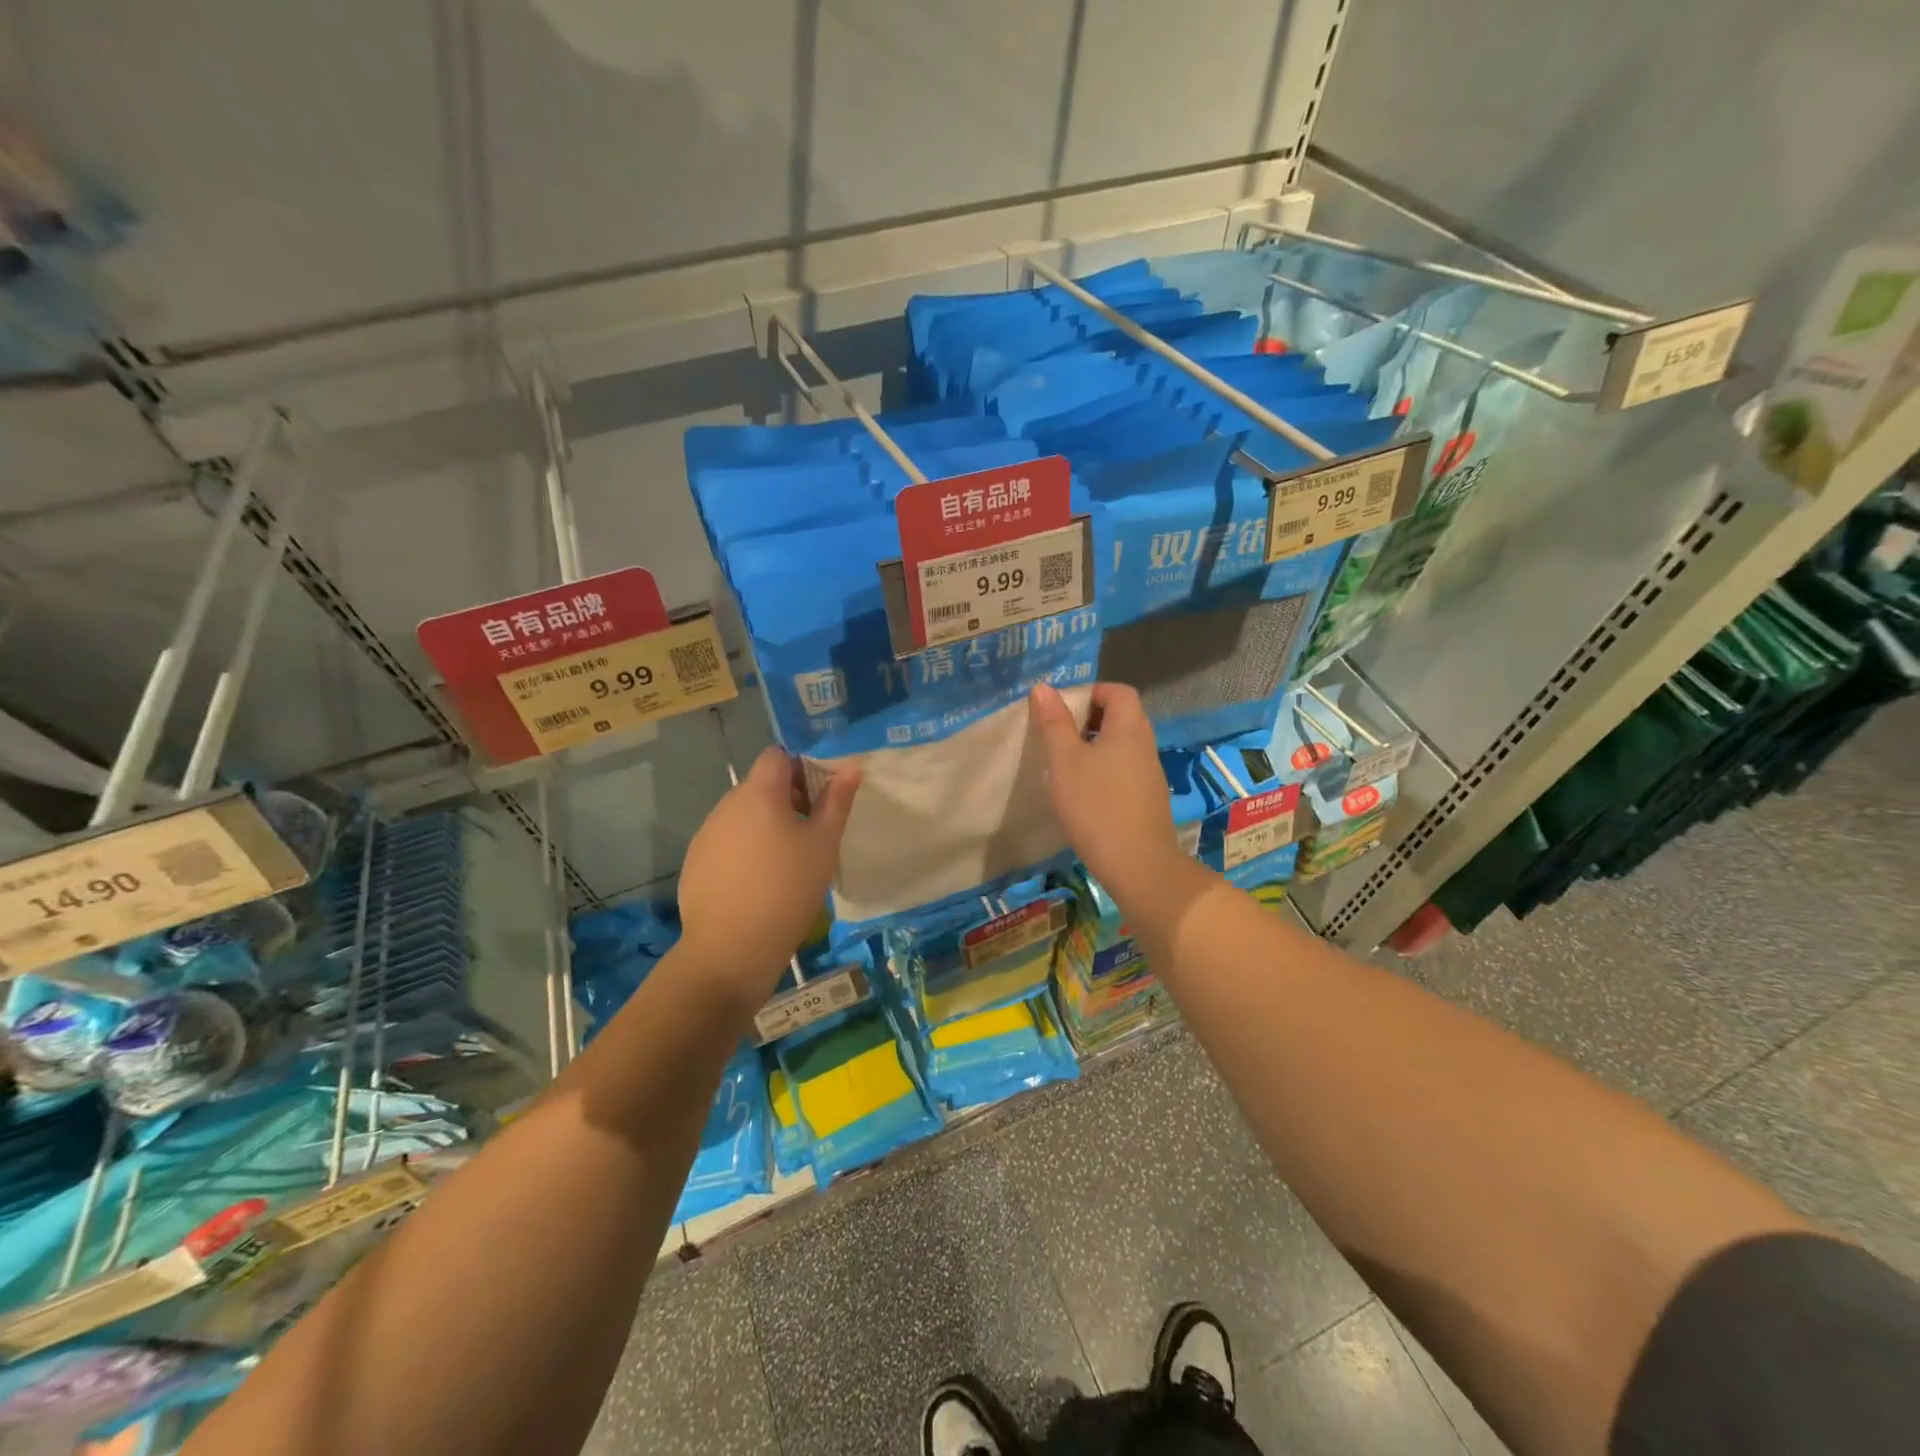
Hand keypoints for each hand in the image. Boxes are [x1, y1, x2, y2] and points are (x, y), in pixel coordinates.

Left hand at [677, 748, 859, 1008]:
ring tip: (787, 863)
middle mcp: (726, 805)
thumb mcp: (823, 845)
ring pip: (743, 815)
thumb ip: (836, 802)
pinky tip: (759, 884)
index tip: (819, 799)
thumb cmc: (787, 889)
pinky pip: (727, 842)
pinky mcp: (696, 862)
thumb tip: (850, 768)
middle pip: (760, 785)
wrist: (730, 949)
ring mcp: (707, 834)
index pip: (776, 755)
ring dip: (766, 825)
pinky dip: (745, 850)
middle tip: (811, 834)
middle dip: (787, 800)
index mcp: (758, 793)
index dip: (800, 768)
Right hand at [1030, 681, 1185, 908]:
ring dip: (1093, 747)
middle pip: (1120, 716)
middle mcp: (1145, 744)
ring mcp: (1149, 774)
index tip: (1061, 709)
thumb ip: (1054, 723)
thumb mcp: (1064, 761)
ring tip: (1063, 765)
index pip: (1118, 691)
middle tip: (1056, 736)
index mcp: (1129, 727)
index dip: (1090, 692)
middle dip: (1087, 720)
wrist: (1137, 865)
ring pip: (1120, 746)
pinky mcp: (1146, 799)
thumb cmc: (1095, 805)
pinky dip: (1102, 770)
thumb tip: (1044, 688)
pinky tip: (1081, 793)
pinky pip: (1123, 770)